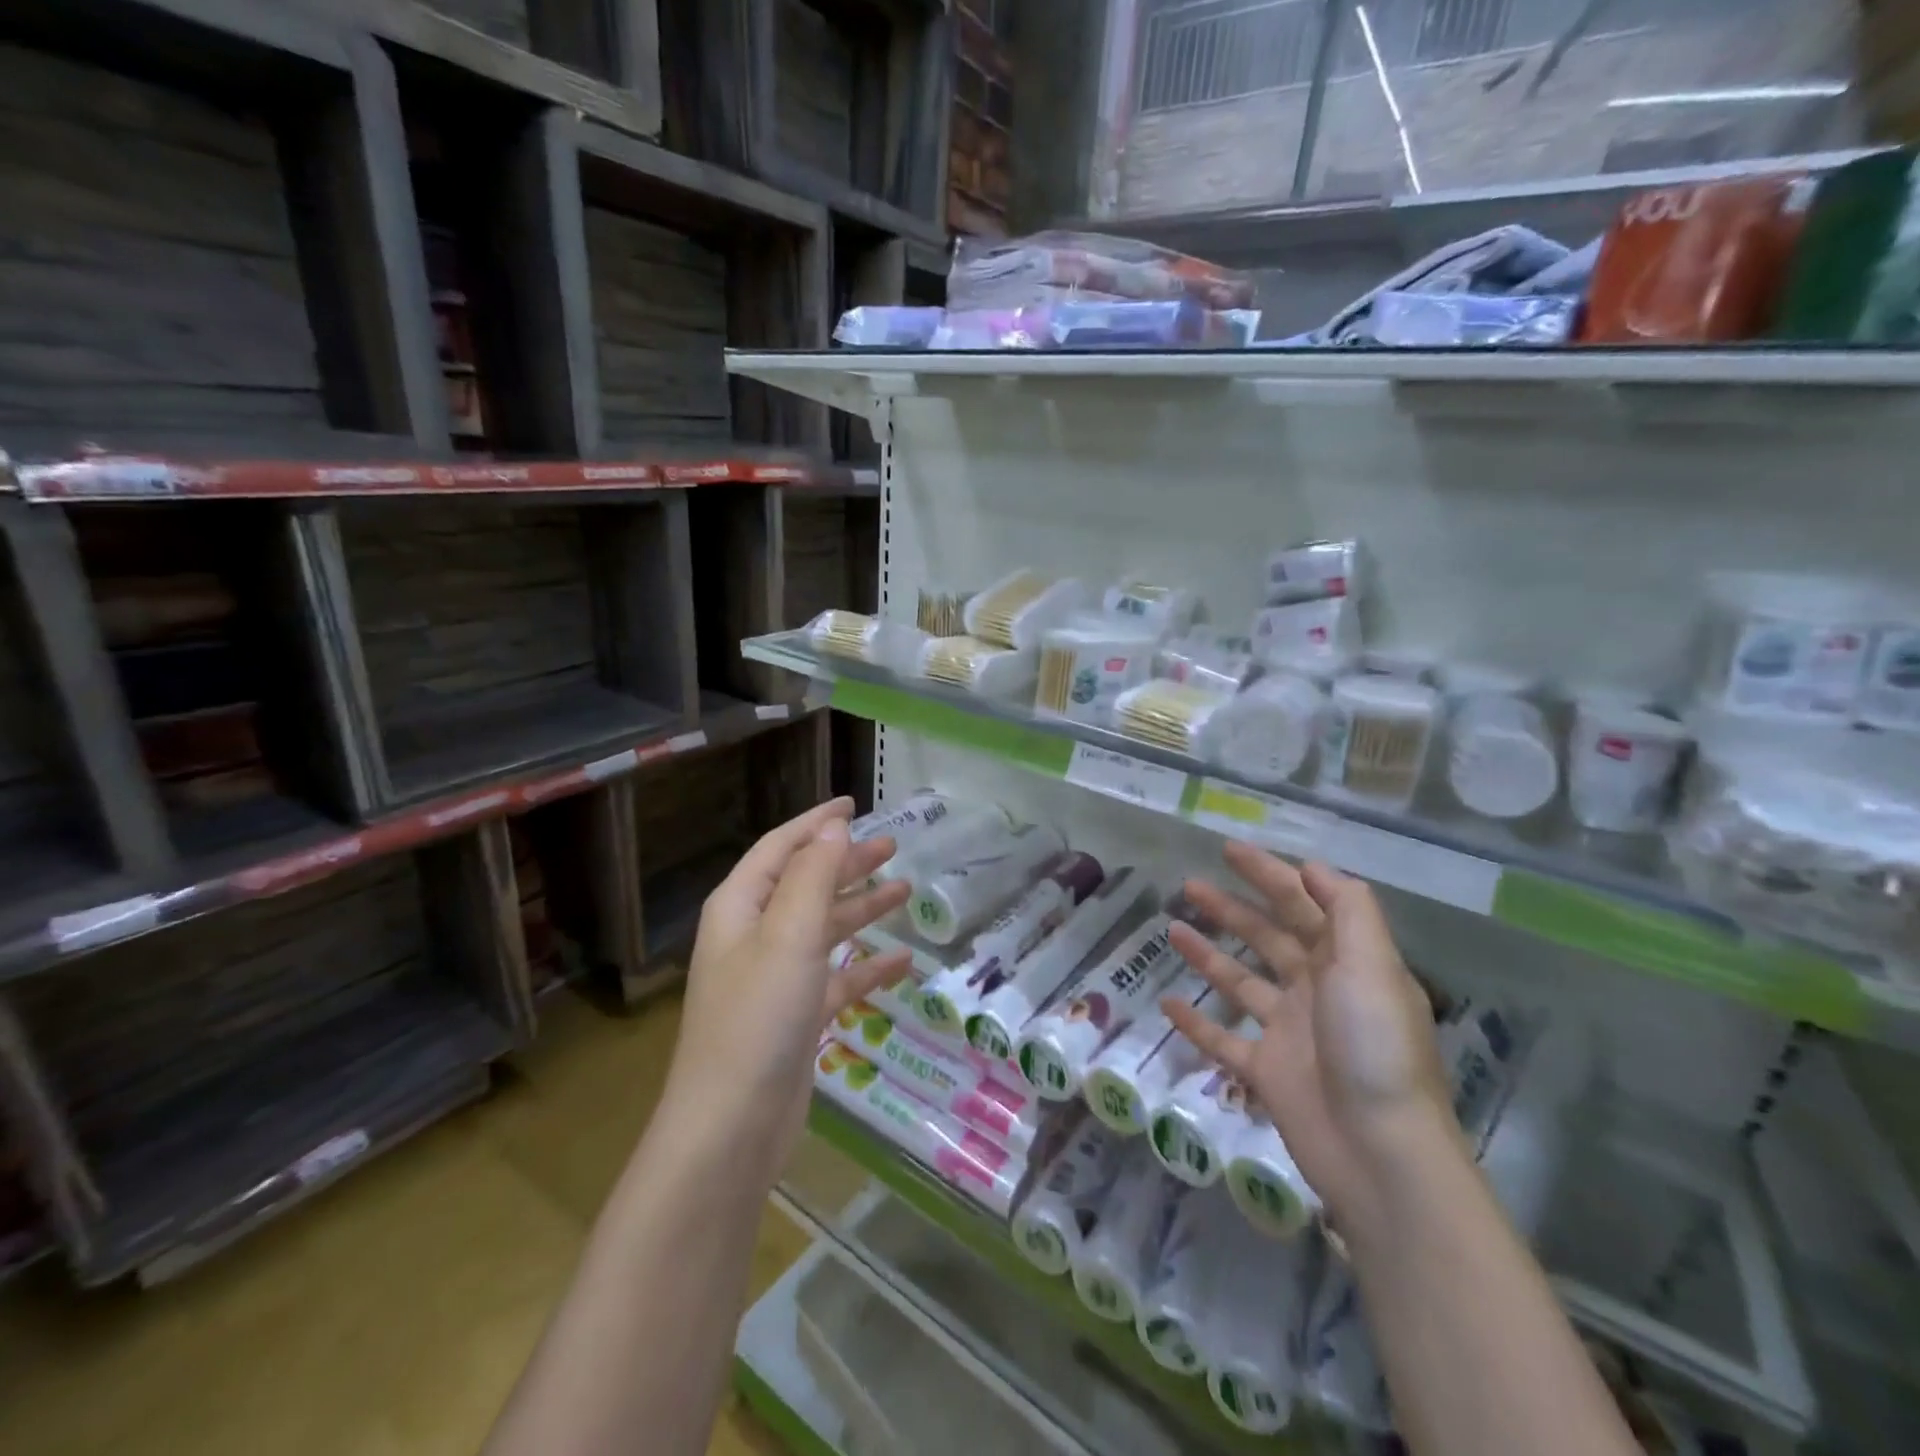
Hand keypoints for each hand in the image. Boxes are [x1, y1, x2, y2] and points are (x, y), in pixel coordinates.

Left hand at [664, 798, 911, 1170]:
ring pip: (824, 929)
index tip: (854, 803)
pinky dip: (866, 968)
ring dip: (861, 909)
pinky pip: (836, 978)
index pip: (782, 847)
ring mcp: (775, 978)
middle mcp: (754, 936)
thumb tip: (833, 826)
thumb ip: (813, 875)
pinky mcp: (795, 1017)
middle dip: (847, 863)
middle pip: (806, 884)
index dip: (817, 823)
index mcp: (741, 907)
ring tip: (905, 891)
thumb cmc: (758, 1017)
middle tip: (892, 846)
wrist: (731, 1127)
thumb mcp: (789, 934)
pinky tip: (902, 965)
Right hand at [1163, 843, 1457, 1228]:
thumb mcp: (1371, 965)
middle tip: (1189, 884)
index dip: (1269, 874)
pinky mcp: (1265, 1071)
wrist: (1379, 1154)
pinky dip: (1197, 1022)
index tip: (1231, 850)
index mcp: (1346, 963)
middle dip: (1231, 908)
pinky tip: (1168, 1003)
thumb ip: (1347, 910)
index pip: (1303, 904)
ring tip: (1171, 928)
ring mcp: (1289, 1032)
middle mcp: (1318, 991)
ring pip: (1240, 981)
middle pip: (1267, 938)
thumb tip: (1313, 867)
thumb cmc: (1374, 1046)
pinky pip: (1222, 1039)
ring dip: (1208, 954)